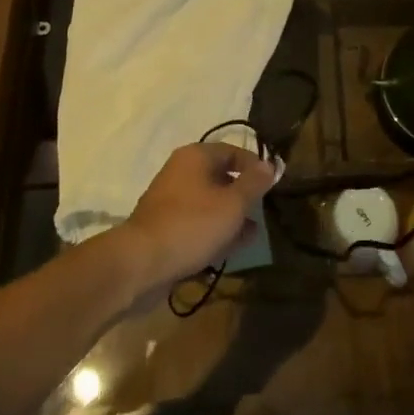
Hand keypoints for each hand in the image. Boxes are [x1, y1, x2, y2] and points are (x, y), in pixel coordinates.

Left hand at [119, 142, 279, 297]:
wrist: (141, 263)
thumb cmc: (192, 224)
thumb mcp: (233, 203)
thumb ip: (254, 183)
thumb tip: (270, 165)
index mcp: (195, 156)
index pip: (233, 151)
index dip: (255, 167)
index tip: (271, 187)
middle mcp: (180, 171)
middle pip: (220, 177)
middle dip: (242, 195)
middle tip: (261, 213)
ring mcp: (169, 199)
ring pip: (209, 202)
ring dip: (229, 216)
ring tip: (249, 235)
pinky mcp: (164, 225)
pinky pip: (195, 221)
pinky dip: (212, 230)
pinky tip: (227, 249)